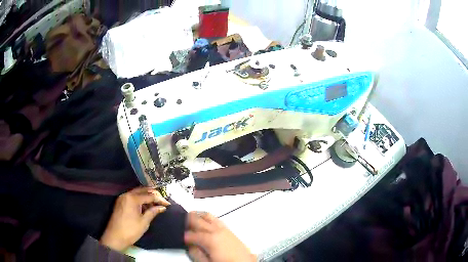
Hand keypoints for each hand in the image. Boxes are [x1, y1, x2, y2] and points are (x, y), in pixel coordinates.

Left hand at [100, 187, 169, 250]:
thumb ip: (153, 212)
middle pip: (142, 190)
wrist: (115, 237)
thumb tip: (162, 207)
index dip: (160, 199)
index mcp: (133, 198)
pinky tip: (145, 206)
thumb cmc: (131, 230)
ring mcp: (122, 198)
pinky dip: (140, 199)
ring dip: (146, 196)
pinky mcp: (120, 202)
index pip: (149, 195)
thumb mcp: (144, 222)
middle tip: (162, 200)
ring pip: (137, 193)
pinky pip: (132, 197)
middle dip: (153, 194)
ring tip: (155, 204)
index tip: (168, 204)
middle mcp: (127, 194)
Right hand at [184, 212, 255, 261]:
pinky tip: (205, 222)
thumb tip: (190, 246)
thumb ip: (197, 254)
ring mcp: (225, 229)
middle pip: (199, 220)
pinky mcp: (230, 231)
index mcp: (210, 239)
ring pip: (209, 216)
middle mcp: (217, 231)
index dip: (184, 235)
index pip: (192, 234)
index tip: (179, 236)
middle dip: (188, 219)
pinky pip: (217, 220)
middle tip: (180, 220)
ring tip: (191, 217)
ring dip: (198, 216)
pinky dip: (208, 218)